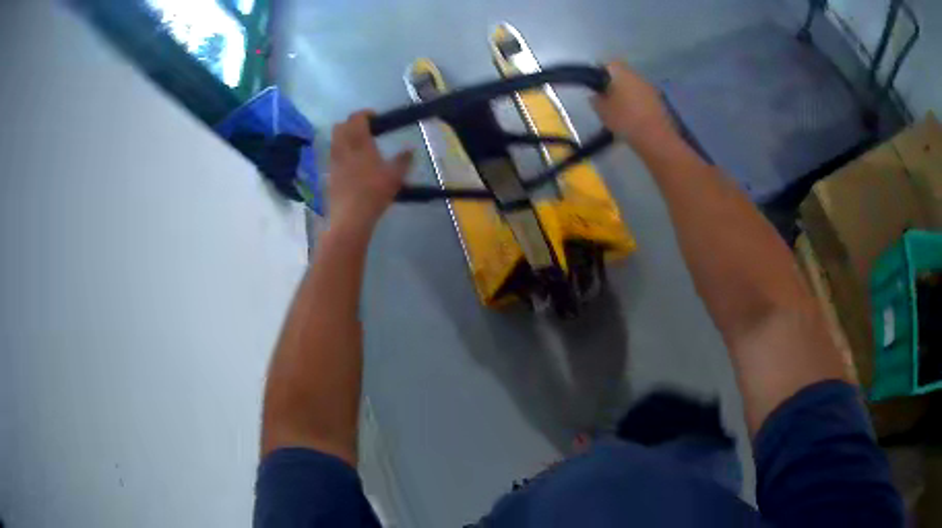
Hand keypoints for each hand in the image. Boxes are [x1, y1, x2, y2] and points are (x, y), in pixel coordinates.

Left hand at [328, 111, 412, 232]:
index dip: (365, 114)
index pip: (357, 118)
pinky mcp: (329, 175)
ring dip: (344, 139)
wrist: (350, 217)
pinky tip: (351, 165)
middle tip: (364, 131)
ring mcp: (334, 162)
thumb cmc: (374, 193)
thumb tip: (410, 150)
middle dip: (351, 124)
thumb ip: (403, 160)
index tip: (375, 118)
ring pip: (334, 141)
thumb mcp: (395, 176)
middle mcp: (343, 148)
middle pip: (340, 126)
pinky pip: (333, 157)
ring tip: (358, 147)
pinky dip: (341, 154)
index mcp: (359, 143)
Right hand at [591, 62, 677, 153]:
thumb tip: (596, 95)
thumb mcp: (602, 111)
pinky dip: (637, 103)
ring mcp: (650, 87)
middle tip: (606, 99)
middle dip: (614, 84)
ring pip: (633, 85)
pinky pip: (643, 96)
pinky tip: (633, 117)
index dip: (599, 74)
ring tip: (619, 110)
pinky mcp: (659, 100)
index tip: (595, 87)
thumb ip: (596, 99)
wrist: (656, 138)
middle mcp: (637, 74)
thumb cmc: (625, 120)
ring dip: (627, 93)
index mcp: (621, 72)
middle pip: (622, 74)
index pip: (607, 65)